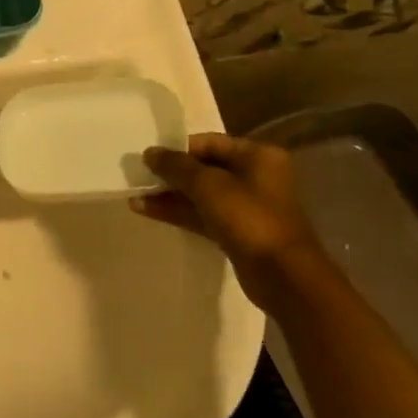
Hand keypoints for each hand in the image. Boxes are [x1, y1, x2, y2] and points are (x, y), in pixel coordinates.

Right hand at [130, 133, 323, 305]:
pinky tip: (148, 212)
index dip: (177, 149)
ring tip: (134, 198)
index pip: (209, 142)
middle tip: (138, 178)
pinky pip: (203, 214)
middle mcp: (255, 176)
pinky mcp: (237, 231)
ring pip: (201, 194)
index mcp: (257, 156)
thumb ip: (176, 166)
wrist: (282, 275)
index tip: (148, 159)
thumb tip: (150, 152)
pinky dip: (179, 212)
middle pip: (204, 168)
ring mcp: (246, 206)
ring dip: (169, 195)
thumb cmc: (249, 219)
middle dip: (170, 174)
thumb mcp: (208, 186)